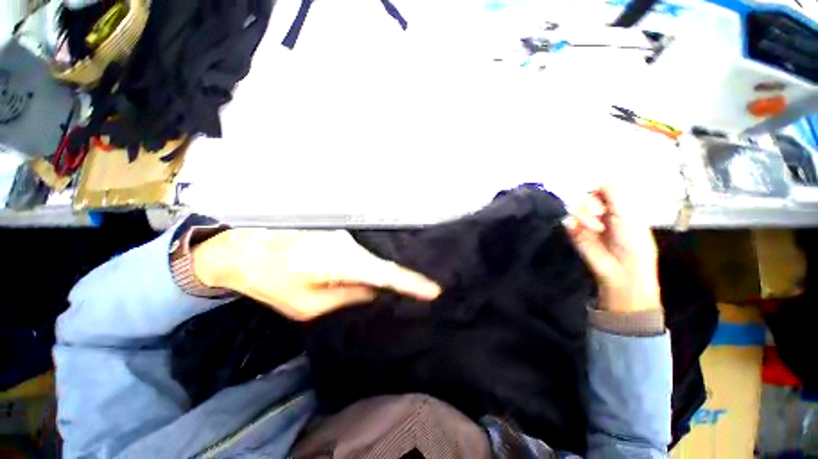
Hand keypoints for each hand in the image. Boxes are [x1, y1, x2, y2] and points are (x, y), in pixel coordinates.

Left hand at [191, 229, 441, 320]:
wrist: (246, 248)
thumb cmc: (272, 280)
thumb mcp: (308, 304)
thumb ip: (347, 298)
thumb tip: (374, 292)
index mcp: (342, 261)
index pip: (386, 273)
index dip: (411, 283)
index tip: (434, 290)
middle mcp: (350, 243)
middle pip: (383, 264)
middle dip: (402, 280)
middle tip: (420, 294)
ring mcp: (345, 236)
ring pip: (373, 258)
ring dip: (384, 273)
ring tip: (399, 288)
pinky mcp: (340, 236)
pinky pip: (362, 253)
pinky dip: (370, 266)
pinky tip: (373, 276)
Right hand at [563, 187, 660, 312]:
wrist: (622, 271)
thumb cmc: (634, 243)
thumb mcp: (629, 215)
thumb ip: (614, 195)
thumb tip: (598, 180)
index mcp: (618, 207)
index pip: (602, 188)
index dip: (598, 189)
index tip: (599, 196)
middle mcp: (599, 212)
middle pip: (585, 195)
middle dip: (591, 203)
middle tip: (600, 215)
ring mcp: (585, 222)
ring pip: (576, 207)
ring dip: (585, 215)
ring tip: (596, 228)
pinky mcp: (574, 232)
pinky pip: (568, 220)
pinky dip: (574, 222)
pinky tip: (583, 229)